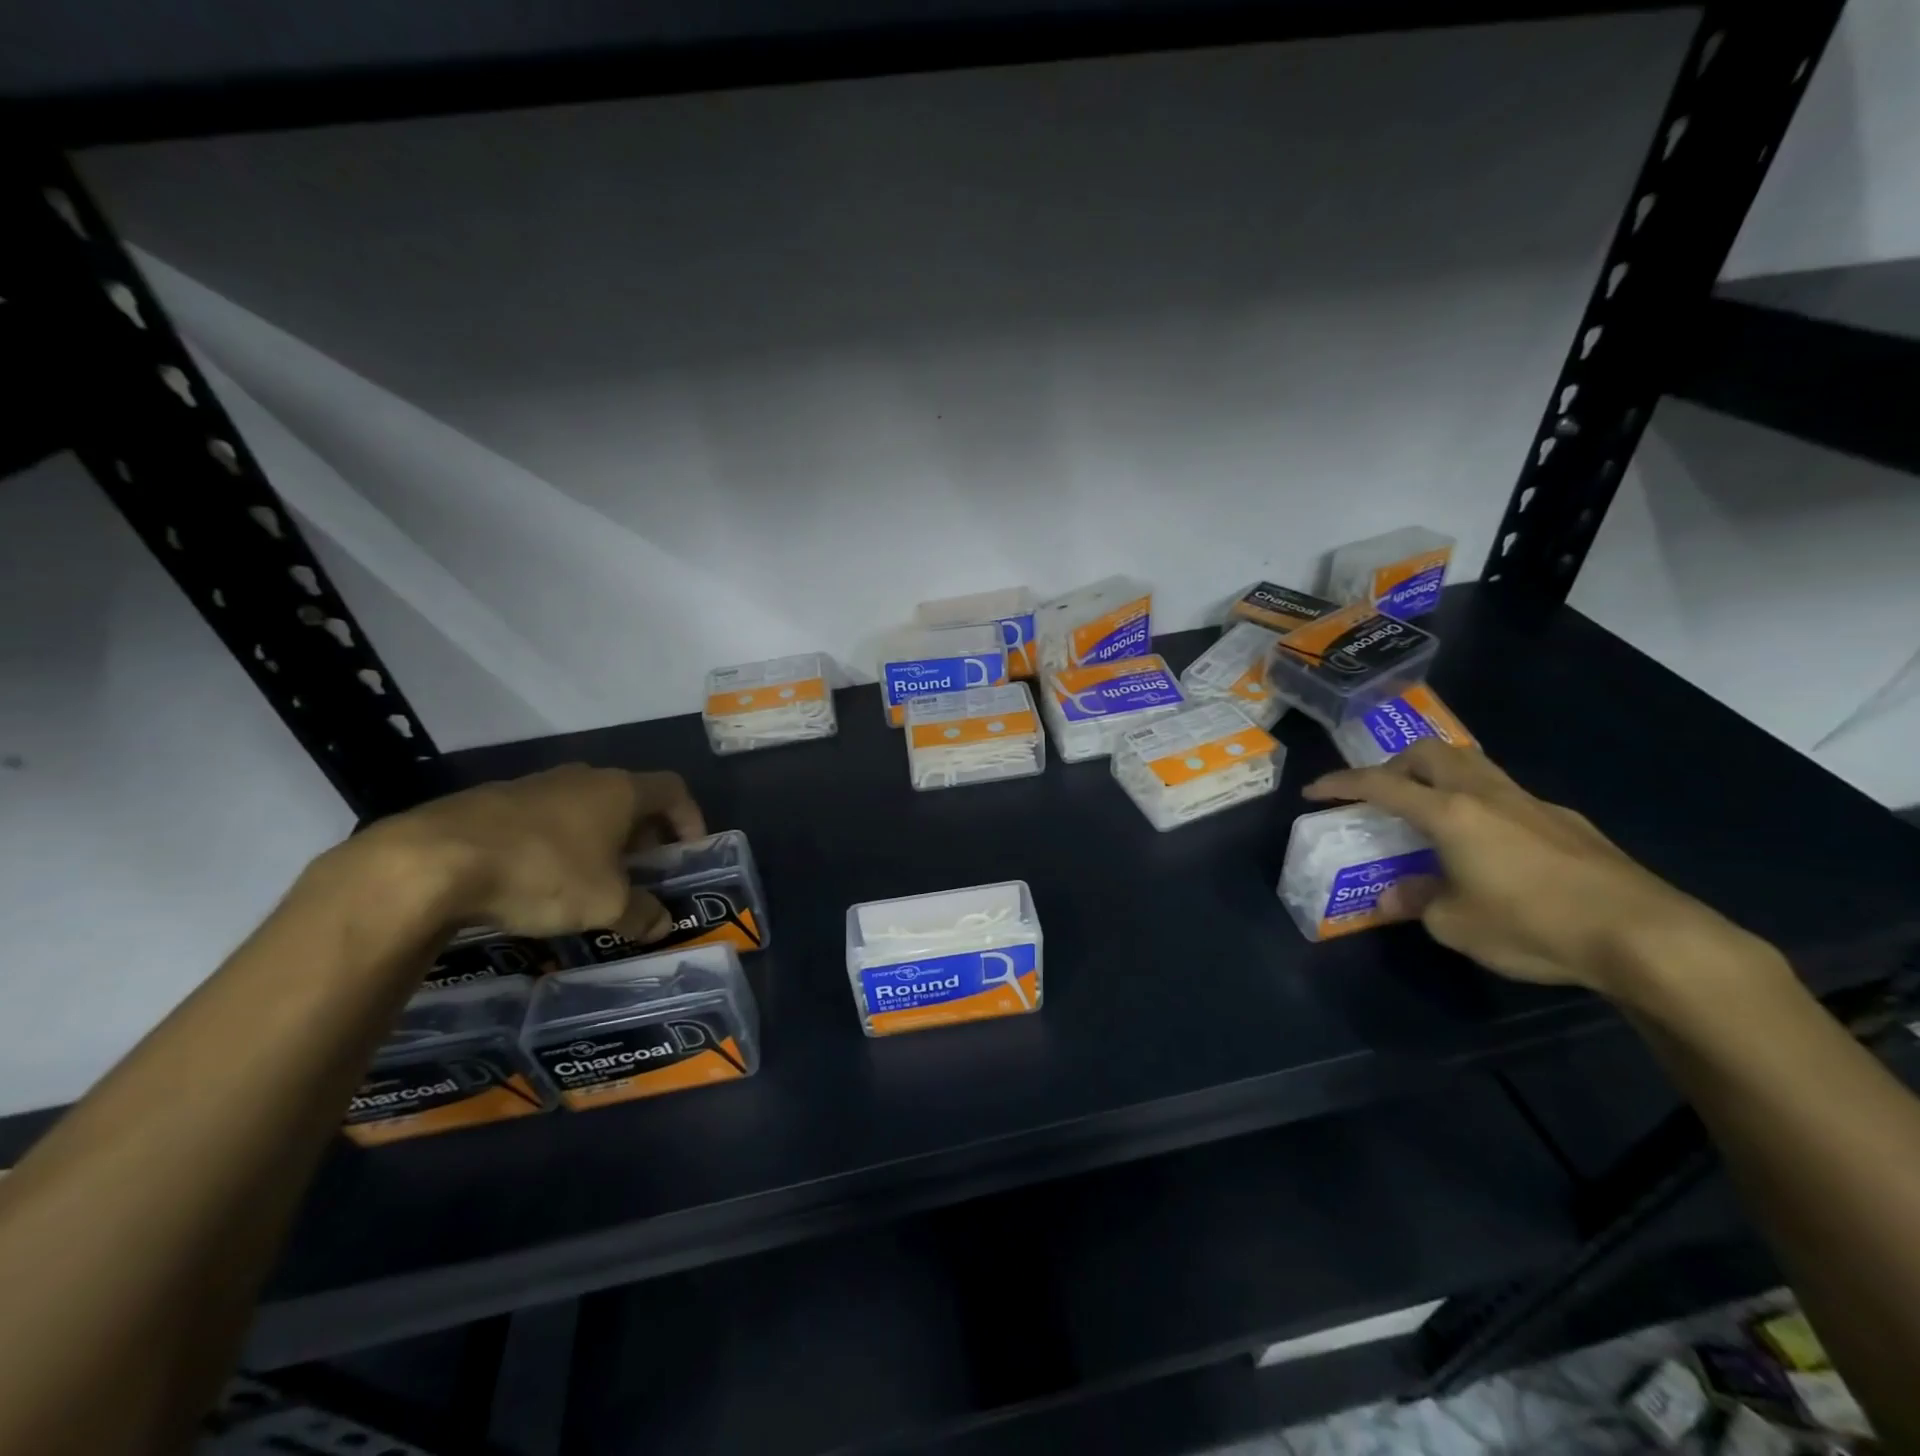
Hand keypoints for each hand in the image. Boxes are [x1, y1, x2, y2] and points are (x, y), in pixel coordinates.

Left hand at [349, 765, 705, 944]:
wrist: (431, 861)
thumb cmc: (543, 873)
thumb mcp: (605, 904)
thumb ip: (642, 913)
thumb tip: (662, 925)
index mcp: (620, 791)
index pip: (673, 789)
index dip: (690, 817)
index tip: (691, 849)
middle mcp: (582, 777)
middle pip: (629, 797)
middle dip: (643, 833)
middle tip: (643, 869)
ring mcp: (534, 785)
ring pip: (583, 806)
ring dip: (597, 837)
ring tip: (591, 877)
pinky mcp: (490, 801)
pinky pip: (542, 817)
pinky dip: (555, 842)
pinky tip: (537, 877)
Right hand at [1302, 741, 1738, 994]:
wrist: (1645, 935)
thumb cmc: (1533, 923)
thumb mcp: (1456, 925)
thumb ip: (1417, 902)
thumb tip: (1393, 896)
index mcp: (1449, 812)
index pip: (1380, 784)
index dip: (1341, 784)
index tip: (1314, 791)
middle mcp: (1486, 794)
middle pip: (1430, 752)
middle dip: (1394, 766)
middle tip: (1381, 795)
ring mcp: (1531, 802)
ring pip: (1472, 765)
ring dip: (1438, 776)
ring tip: (1429, 811)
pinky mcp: (1566, 821)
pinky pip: (1505, 794)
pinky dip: (1478, 803)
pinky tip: (1489, 845)